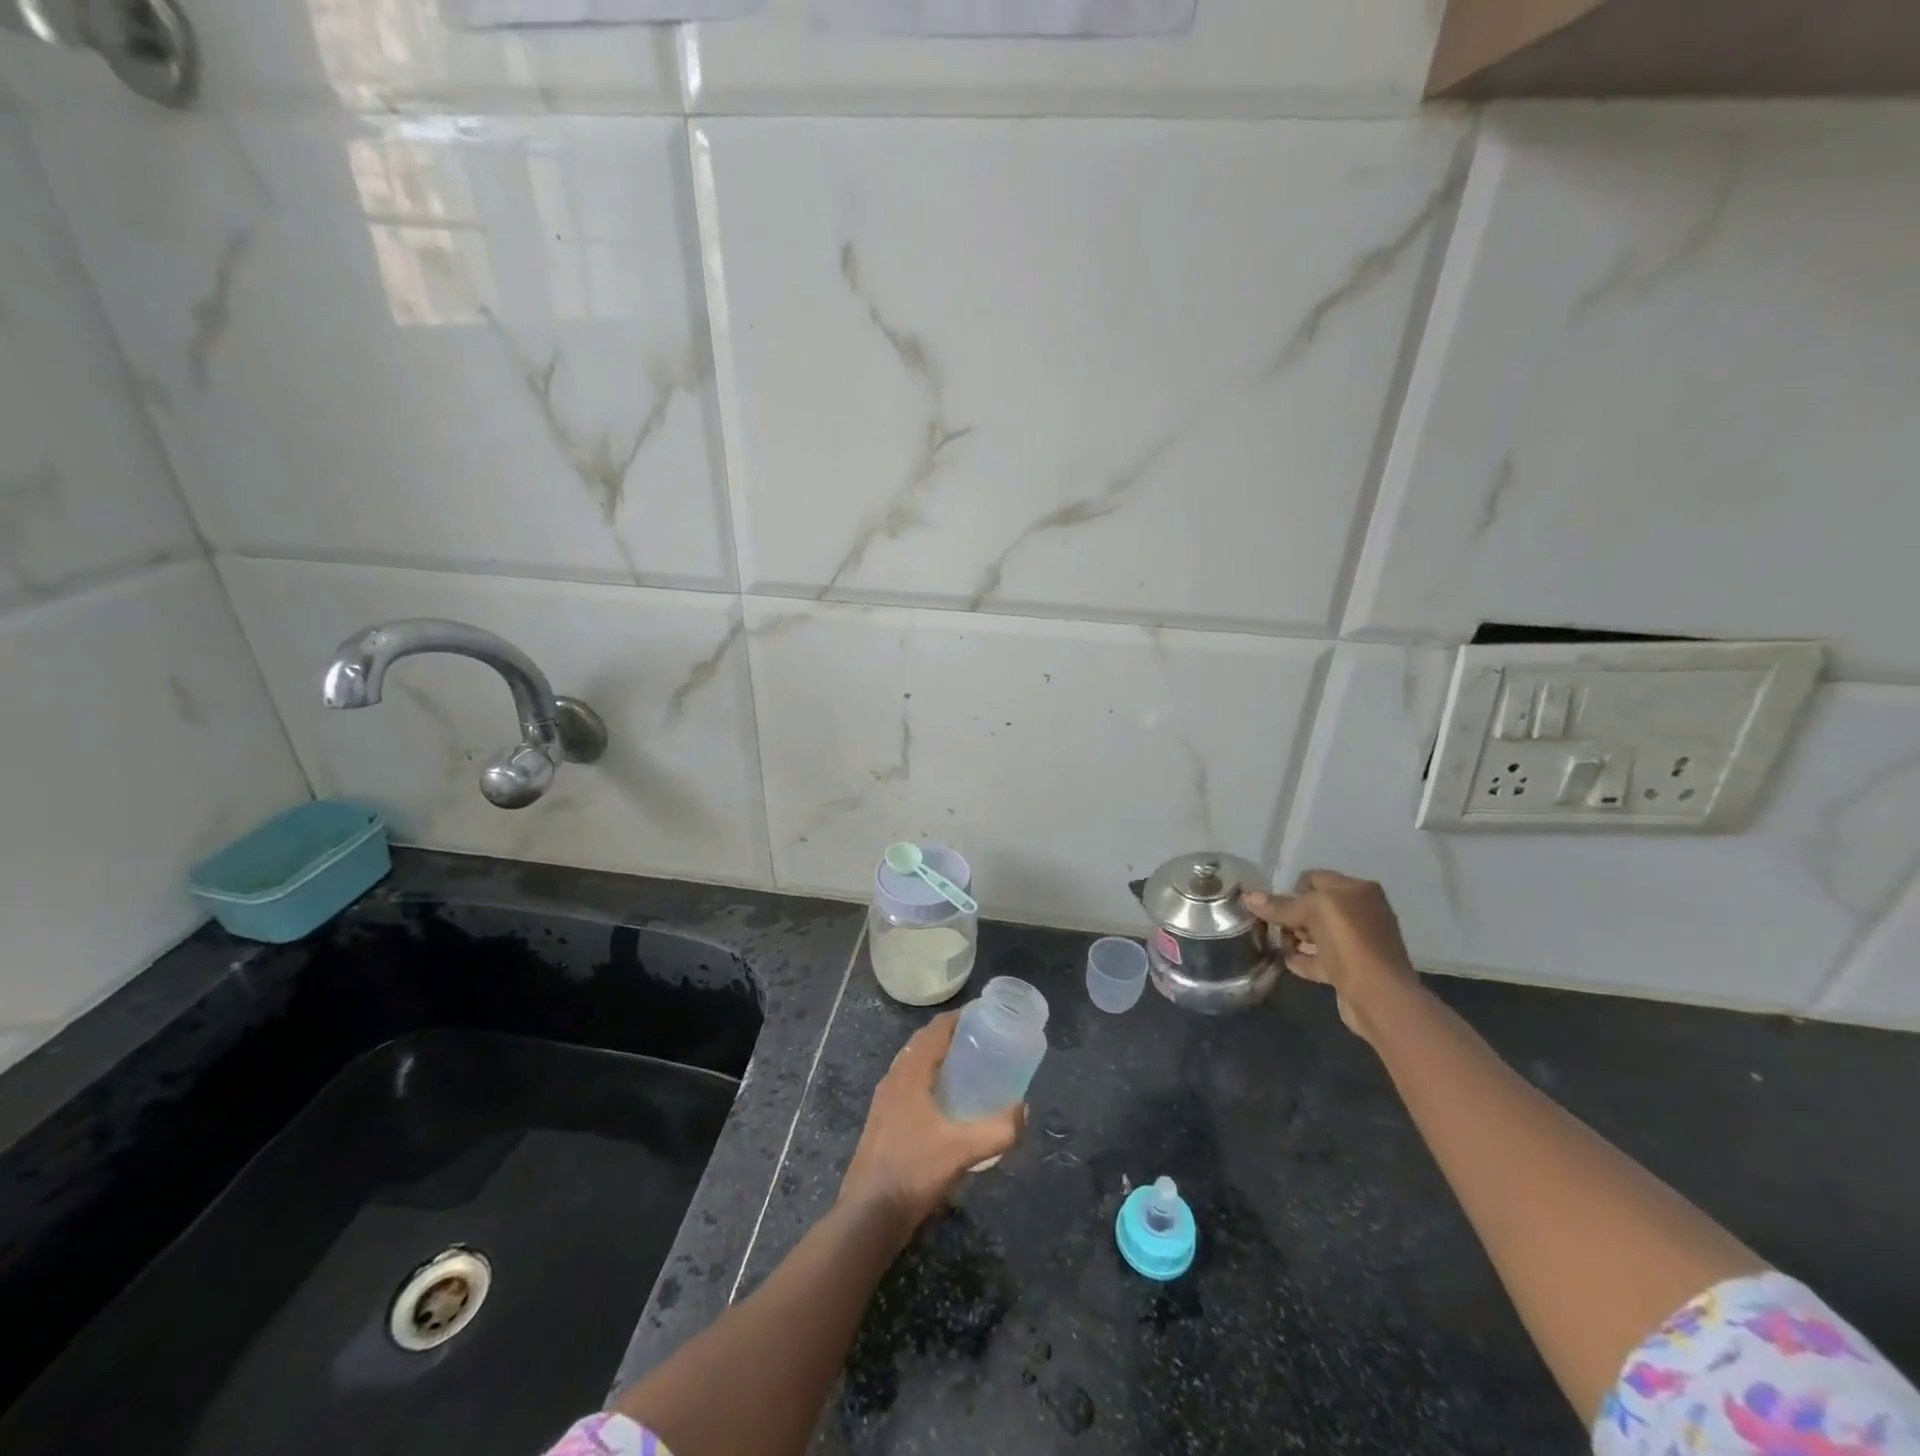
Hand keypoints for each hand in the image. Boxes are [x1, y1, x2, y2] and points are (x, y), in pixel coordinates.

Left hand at [838, 1013, 1026, 1242]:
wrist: (869, 1215)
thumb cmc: (914, 1172)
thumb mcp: (963, 1150)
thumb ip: (999, 1129)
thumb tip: (1024, 1110)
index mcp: (910, 1072)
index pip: (935, 1029)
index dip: (960, 1018)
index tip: (987, 1016)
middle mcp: (894, 1078)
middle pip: (924, 1043)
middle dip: (953, 1037)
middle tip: (985, 1041)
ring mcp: (885, 1100)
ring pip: (915, 1064)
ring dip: (940, 1059)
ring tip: (970, 1068)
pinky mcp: (883, 1121)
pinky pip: (910, 1085)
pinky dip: (930, 1080)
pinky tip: (948, 1104)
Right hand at [1243, 871, 1421, 1038]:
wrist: (1379, 997)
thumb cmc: (1349, 943)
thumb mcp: (1311, 913)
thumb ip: (1279, 906)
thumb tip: (1248, 898)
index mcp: (1357, 890)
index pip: (1314, 878)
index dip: (1291, 890)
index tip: (1274, 907)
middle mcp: (1360, 911)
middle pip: (1314, 906)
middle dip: (1291, 915)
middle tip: (1276, 928)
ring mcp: (1358, 942)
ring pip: (1317, 933)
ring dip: (1295, 938)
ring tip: (1279, 946)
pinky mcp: (1353, 969)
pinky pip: (1321, 958)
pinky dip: (1304, 959)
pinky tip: (1288, 963)